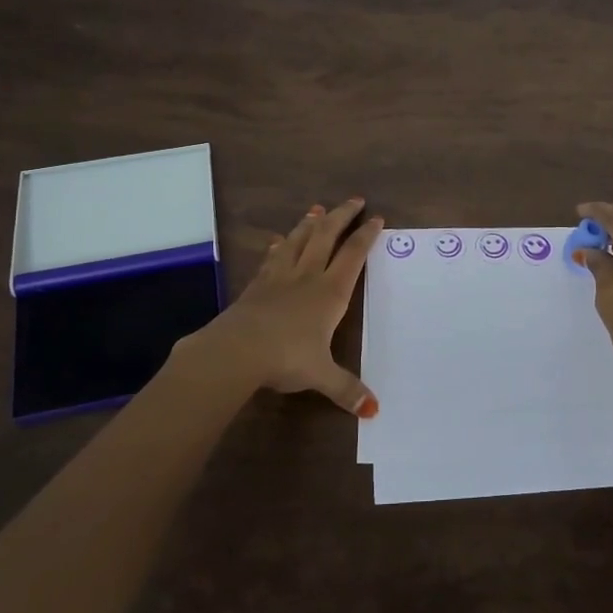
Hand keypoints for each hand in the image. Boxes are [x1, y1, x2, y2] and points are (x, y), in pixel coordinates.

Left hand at [181, 199, 382, 416]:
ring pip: (298, 240)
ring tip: (317, 210)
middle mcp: (307, 277)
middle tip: (353, 200)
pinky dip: (279, 246)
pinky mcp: (256, 285)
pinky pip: (272, 258)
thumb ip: (347, 389)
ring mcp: (279, 278)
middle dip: (341, 217)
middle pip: (326, 236)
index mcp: (330, 293)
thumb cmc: (286, 358)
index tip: (376, 218)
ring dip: (309, 224)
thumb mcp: (322, 376)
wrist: (236, 350)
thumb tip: (373, 411)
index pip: (353, 255)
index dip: (366, 235)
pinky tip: (279, 240)